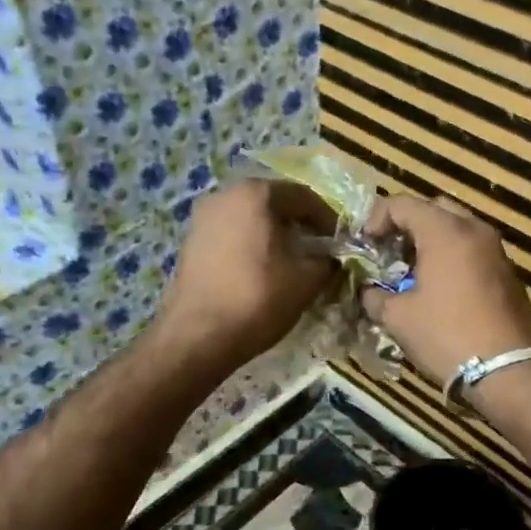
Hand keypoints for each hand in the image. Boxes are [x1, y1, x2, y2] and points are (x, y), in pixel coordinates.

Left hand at [153, 178, 337, 374]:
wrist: (198, 336)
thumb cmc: (258, 298)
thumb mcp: (307, 280)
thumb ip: (327, 261)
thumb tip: (330, 259)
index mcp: (256, 194)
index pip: (304, 196)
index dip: (327, 219)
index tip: (339, 243)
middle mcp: (225, 195)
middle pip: (274, 203)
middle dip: (299, 225)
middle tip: (317, 251)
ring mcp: (202, 218)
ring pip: (251, 219)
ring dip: (274, 235)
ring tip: (290, 262)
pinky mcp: (190, 242)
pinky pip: (231, 234)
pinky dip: (251, 246)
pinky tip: (260, 271)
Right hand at [359, 195, 530, 387]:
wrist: (507, 370)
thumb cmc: (447, 335)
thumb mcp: (399, 318)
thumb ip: (376, 297)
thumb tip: (369, 293)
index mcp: (446, 231)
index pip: (403, 204)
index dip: (376, 218)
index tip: (365, 244)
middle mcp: (475, 230)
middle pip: (434, 209)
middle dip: (407, 226)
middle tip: (389, 252)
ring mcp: (496, 251)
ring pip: (457, 229)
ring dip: (431, 242)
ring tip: (410, 272)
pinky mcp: (508, 273)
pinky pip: (473, 251)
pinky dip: (452, 258)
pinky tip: (439, 288)